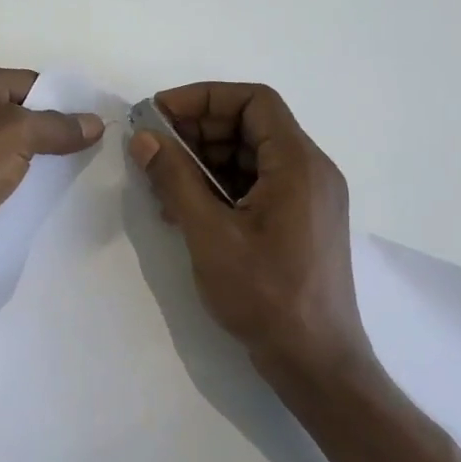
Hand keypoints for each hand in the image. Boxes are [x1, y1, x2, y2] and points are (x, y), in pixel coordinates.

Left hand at [0, 58, 104, 288]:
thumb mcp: (14, 136)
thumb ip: (57, 127)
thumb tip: (94, 123)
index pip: (27, 82)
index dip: (62, 103)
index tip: (93, 129)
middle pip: (12, 114)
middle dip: (45, 136)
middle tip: (84, 157)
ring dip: (25, 164)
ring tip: (62, 182)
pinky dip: (2, 184)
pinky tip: (25, 201)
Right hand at [128, 82, 377, 410]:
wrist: (315, 363)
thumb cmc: (266, 296)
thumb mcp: (209, 234)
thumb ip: (175, 179)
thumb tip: (145, 138)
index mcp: (298, 164)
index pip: (253, 101)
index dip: (203, 98)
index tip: (160, 113)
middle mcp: (310, 171)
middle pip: (250, 126)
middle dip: (197, 130)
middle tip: (152, 148)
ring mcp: (307, 198)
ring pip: (249, 157)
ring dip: (203, 160)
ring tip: (160, 182)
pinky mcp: (298, 222)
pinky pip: (255, 185)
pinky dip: (218, 187)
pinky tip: (183, 208)